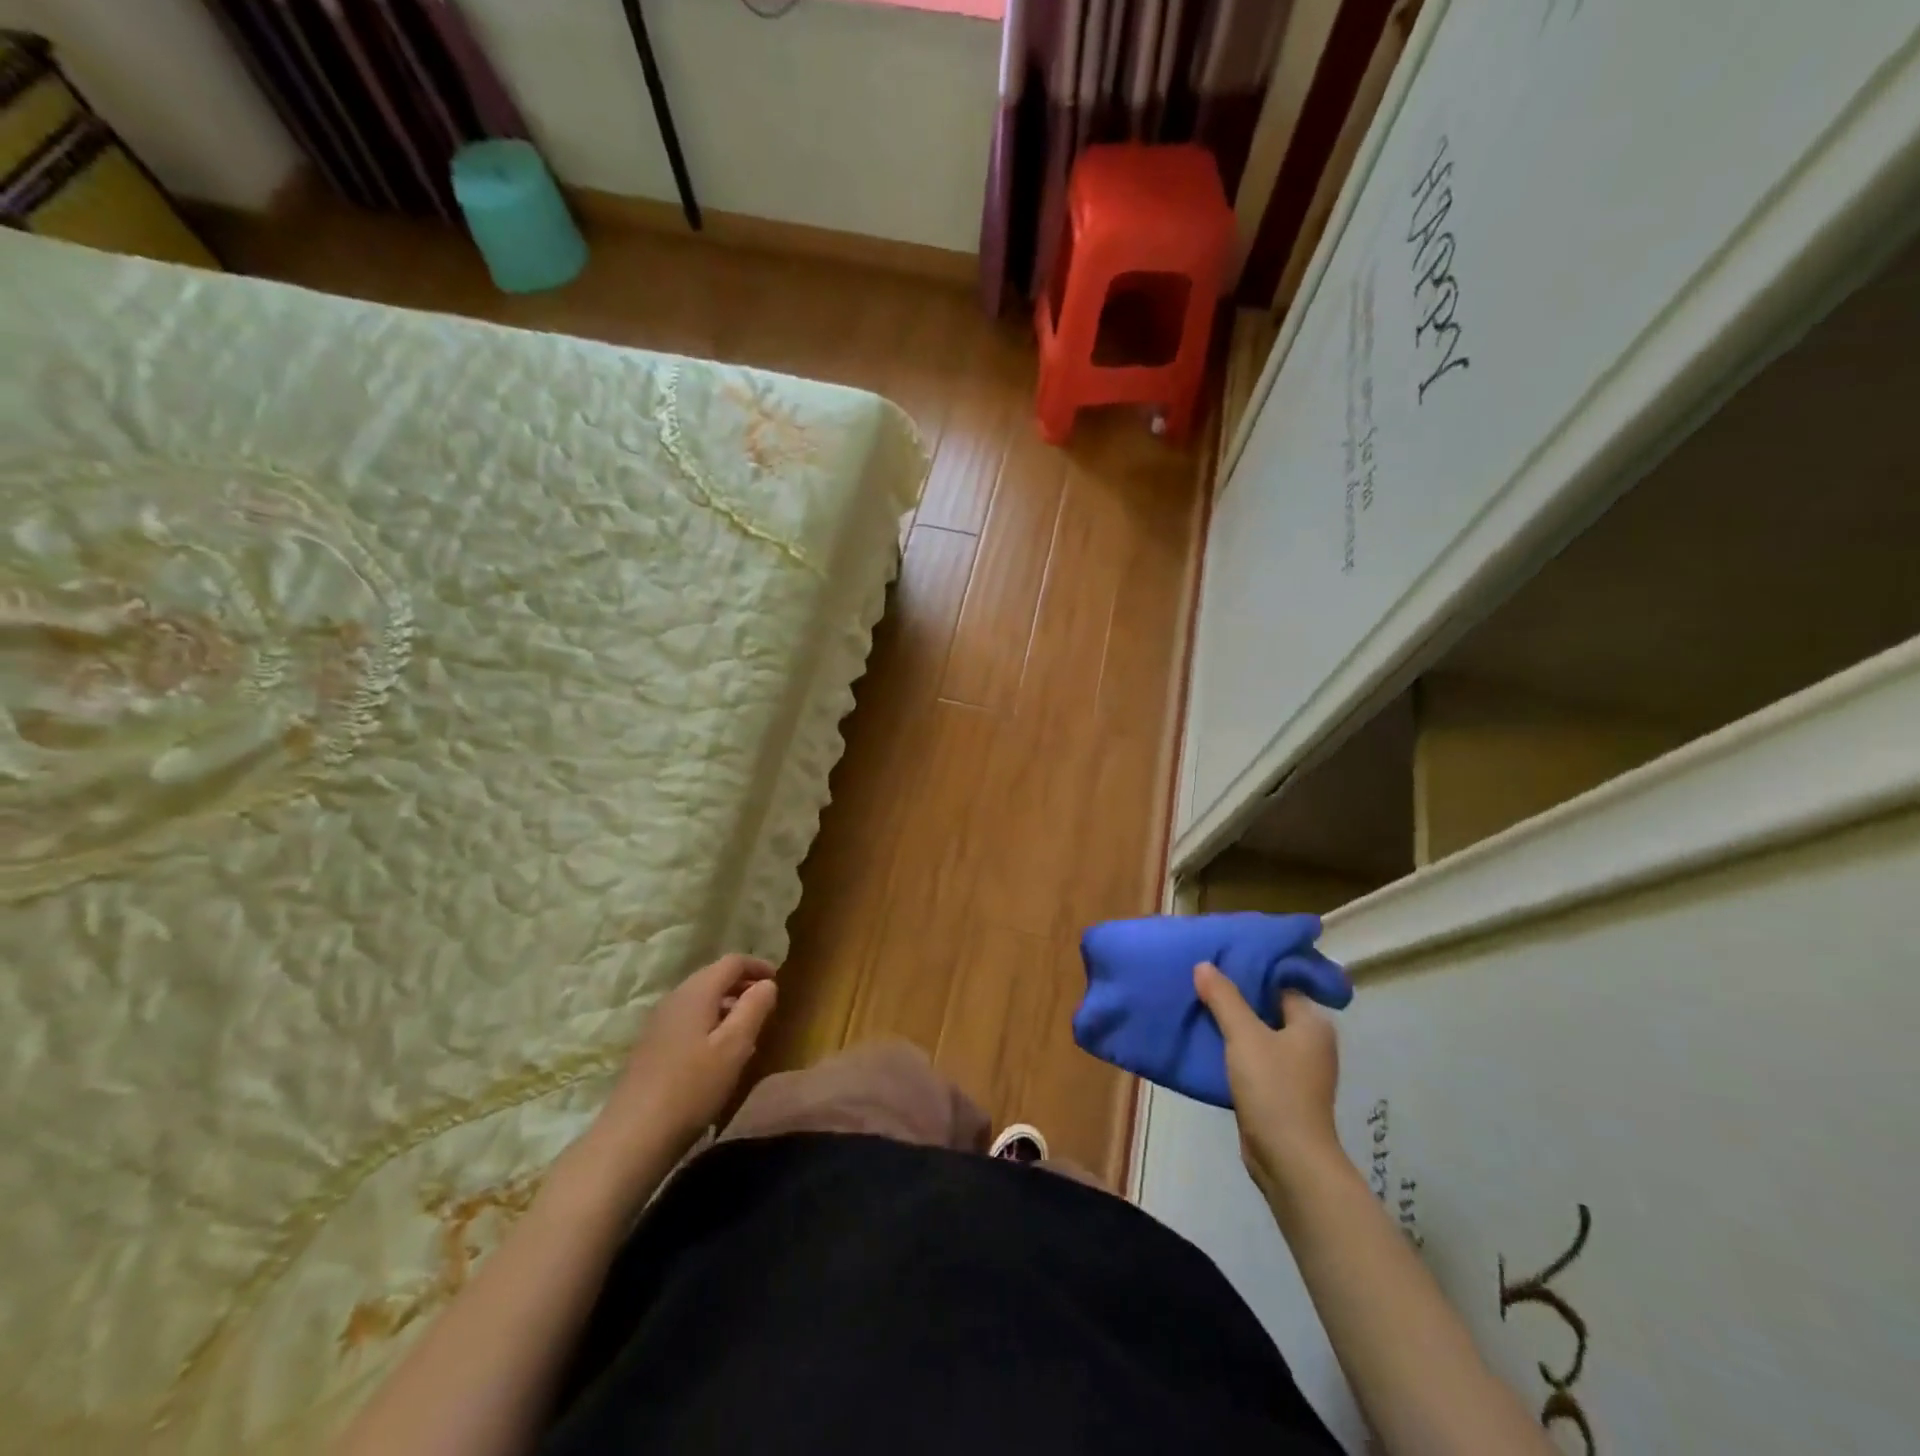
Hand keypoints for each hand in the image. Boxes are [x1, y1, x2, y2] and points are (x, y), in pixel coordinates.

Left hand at [588, 953, 779, 1173]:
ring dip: (726, 1005)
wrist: (632, 1136)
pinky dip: (710, 1022)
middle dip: (742, 984)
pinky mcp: (651, 1046)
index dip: (757, 966)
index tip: (778, 980)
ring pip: (700, 999)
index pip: (732, 962)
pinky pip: (688, 1019)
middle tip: (766, 1004)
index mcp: (696, 992)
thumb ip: (754, 1008)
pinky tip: (718, 1051)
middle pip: (713, 977)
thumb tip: (767, 983)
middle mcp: (674, 998)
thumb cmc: (692, 1088)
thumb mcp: (735, 1047)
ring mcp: (658, 1022)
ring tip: (748, 1029)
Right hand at [1194, 962, 1343, 1206]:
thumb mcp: (1244, 1036)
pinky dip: (1234, 1051)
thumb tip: (1204, 965)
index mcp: (1312, 1023)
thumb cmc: (1274, 1088)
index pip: (1280, 984)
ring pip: (1259, 1035)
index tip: (1219, 960)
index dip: (1251, 971)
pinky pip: (1254, 1059)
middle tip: (1202, 980)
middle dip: (1236, 998)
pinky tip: (1207, 1043)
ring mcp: (1297, 1070)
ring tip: (1198, 1006)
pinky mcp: (1280, 1092)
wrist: (1288, 1159)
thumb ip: (1224, 998)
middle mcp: (1310, 1043)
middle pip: (1268, 1008)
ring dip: (1233, 1025)